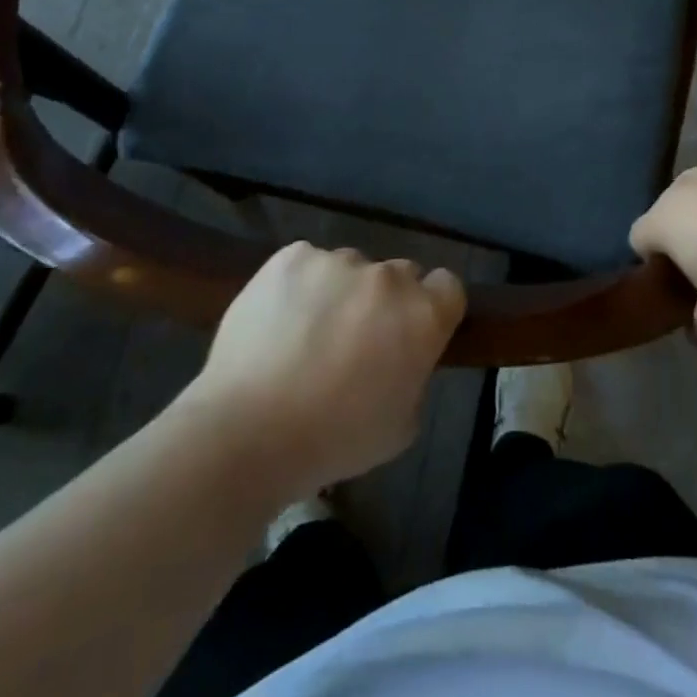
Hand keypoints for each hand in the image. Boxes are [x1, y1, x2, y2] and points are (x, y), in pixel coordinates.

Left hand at [187, 242, 465, 496]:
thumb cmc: (334, 441)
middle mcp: (387, 277)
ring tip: (307, 334)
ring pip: (351, 268)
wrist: (248, 431)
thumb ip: (414, 374)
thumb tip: (402, 354)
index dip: (434, 307)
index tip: (412, 332)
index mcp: (423, 315)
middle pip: (400, 274)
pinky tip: (279, 320)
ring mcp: (337, 261)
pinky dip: (301, 285)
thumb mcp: (402, 425)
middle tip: (357, 339)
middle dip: (386, 301)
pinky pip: (308, 263)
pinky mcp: (293, 256)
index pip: (448, 286)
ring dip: (342, 292)